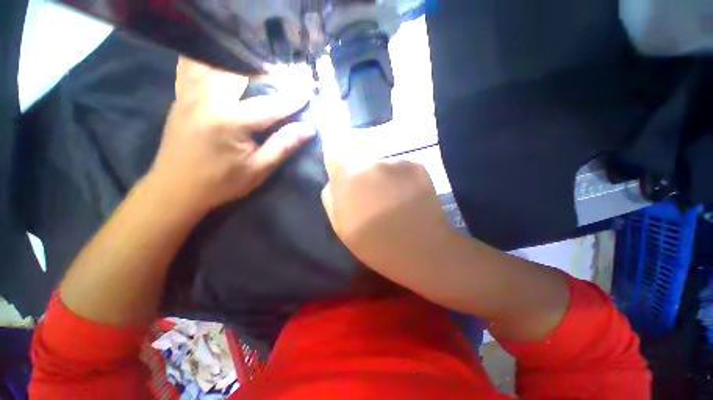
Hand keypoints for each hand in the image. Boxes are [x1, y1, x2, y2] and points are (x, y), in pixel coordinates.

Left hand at [149, 57, 314, 214]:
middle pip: (243, 73)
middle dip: (269, 75)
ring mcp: (190, 93)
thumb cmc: (221, 183)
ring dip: (243, 64)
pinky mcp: (181, 95)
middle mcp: (208, 99)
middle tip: (286, 80)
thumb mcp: (258, 169)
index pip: (270, 105)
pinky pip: (196, 66)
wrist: (175, 188)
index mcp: (230, 121)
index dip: (293, 98)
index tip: (309, 89)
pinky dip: (213, 61)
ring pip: (219, 63)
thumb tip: (308, 129)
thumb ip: (283, 146)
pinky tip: (226, 67)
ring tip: (260, 72)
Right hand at [322, 159, 458, 288]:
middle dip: (361, 176)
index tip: (344, 182)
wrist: (421, 251)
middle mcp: (372, 162)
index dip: (338, 167)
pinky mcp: (417, 166)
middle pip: (360, 161)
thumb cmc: (375, 244)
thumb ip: (331, 198)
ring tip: (392, 201)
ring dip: (382, 179)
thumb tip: (334, 182)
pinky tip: (408, 199)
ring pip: (381, 166)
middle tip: (371, 198)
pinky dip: (401, 180)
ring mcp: (397, 163)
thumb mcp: (341, 226)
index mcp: (349, 177)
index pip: (335, 155)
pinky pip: (400, 169)